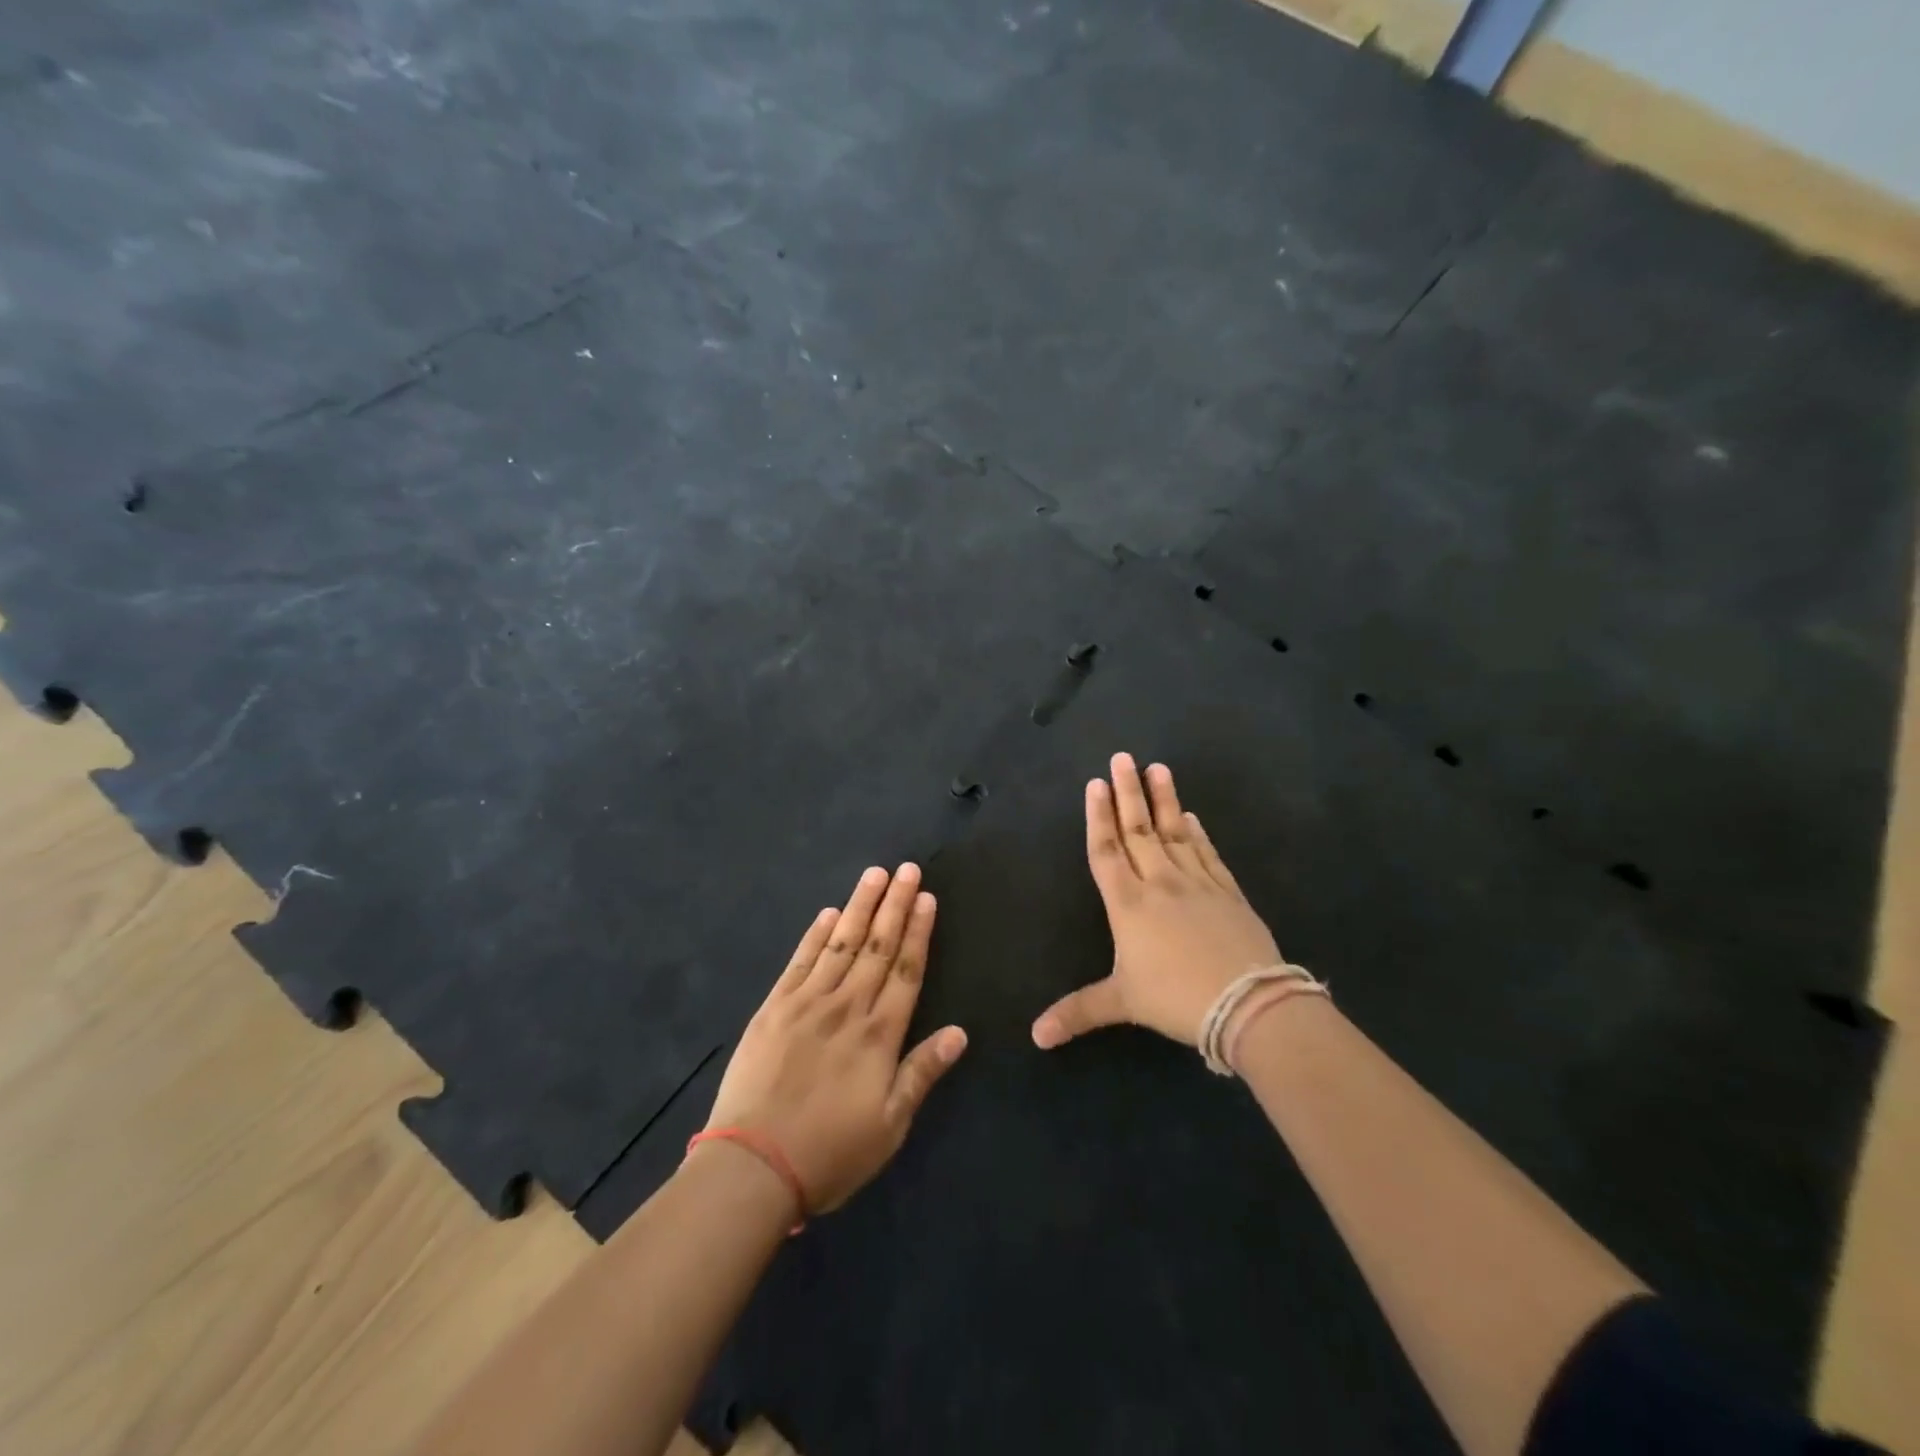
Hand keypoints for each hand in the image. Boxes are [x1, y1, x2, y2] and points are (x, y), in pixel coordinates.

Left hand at [705, 864, 967, 1214]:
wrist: (752, 1167)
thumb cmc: (830, 1153)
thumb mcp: (890, 1125)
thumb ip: (922, 1073)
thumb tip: (959, 1032)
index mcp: (879, 1034)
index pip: (906, 969)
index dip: (919, 931)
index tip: (927, 897)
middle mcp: (847, 1006)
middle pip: (877, 945)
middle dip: (895, 904)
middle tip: (907, 869)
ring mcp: (807, 1003)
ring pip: (841, 943)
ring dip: (859, 906)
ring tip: (875, 874)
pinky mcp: (774, 1008)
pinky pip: (800, 962)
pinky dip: (815, 935)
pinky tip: (827, 913)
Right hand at [1032, 753, 1282, 1049]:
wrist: (1248, 1003)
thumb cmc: (1176, 998)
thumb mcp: (1122, 1003)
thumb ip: (1078, 1012)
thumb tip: (1035, 1037)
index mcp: (1128, 903)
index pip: (1107, 851)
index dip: (1098, 817)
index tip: (1095, 784)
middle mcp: (1160, 883)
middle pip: (1138, 830)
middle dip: (1127, 792)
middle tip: (1122, 758)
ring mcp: (1197, 883)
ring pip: (1174, 833)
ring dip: (1164, 800)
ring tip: (1158, 768)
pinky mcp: (1228, 892)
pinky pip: (1208, 854)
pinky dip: (1198, 833)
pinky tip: (1191, 817)